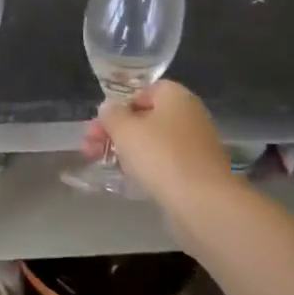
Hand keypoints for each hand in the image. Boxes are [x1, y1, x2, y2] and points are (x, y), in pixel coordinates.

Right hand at [84, 81, 235, 211]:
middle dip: (115, 131)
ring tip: (102, 164)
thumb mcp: (125, 130)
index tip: (98, 124)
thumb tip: (109, 108)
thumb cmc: (161, 156)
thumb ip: (111, 115)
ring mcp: (194, 145)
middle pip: (145, 117)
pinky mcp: (196, 171)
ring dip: (126, 150)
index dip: (117, 106)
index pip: (141, 91)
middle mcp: (189, 115)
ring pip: (152, 142)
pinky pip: (164, 162)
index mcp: (175, 96)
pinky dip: (145, 167)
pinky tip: (128, 179)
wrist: (203, 202)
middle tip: (90, 147)